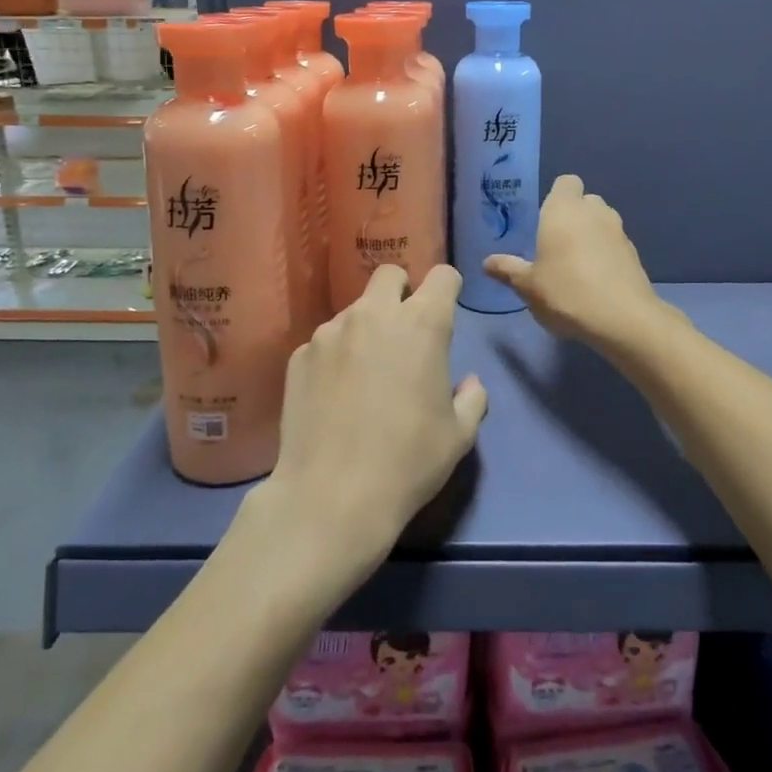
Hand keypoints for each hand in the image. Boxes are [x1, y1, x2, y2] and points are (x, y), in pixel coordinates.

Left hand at [257, 264, 486, 577]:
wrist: (331, 497)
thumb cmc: (408, 462)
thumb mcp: (458, 435)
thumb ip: (472, 398)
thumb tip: (468, 383)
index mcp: (422, 324)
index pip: (442, 275)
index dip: (448, 288)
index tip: (447, 311)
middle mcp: (374, 314)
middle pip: (390, 275)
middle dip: (402, 292)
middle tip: (404, 334)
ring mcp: (331, 332)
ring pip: (355, 310)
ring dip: (367, 327)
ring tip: (365, 374)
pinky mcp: (300, 355)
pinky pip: (326, 341)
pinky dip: (336, 356)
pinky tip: (335, 395)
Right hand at [485, 174, 677, 349]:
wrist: (621, 318)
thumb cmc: (565, 292)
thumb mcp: (528, 286)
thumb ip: (508, 270)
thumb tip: (487, 263)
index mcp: (564, 210)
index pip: (566, 182)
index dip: (557, 196)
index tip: (545, 219)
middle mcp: (594, 212)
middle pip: (585, 201)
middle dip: (573, 216)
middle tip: (556, 243)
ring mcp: (619, 231)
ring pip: (603, 221)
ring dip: (591, 234)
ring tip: (576, 264)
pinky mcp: (634, 253)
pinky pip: (615, 244)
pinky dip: (606, 254)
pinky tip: (596, 280)